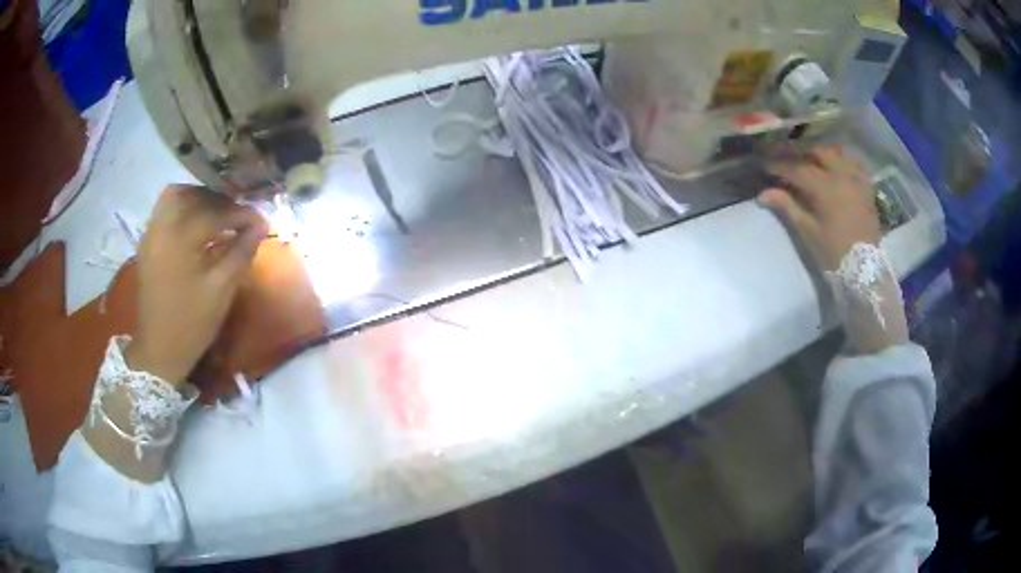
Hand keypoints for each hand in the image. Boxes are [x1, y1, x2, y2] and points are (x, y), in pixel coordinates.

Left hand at [125, 186, 268, 384]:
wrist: (159, 349)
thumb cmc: (192, 323)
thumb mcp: (221, 290)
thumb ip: (241, 253)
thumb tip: (260, 226)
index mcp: (180, 239)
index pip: (215, 213)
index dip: (241, 214)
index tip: (260, 221)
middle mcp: (162, 228)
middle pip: (190, 194)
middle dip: (217, 199)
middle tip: (235, 214)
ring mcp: (151, 235)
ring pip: (174, 198)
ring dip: (198, 199)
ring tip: (216, 215)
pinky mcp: (147, 244)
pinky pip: (164, 212)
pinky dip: (183, 210)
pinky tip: (196, 227)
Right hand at [761, 146, 908, 353]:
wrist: (865, 270)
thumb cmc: (835, 254)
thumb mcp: (809, 232)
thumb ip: (788, 207)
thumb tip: (763, 193)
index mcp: (826, 188)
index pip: (797, 169)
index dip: (780, 166)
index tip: (765, 165)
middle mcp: (842, 176)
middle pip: (818, 152)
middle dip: (801, 153)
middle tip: (787, 159)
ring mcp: (857, 180)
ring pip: (838, 153)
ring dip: (822, 153)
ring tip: (811, 159)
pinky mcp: (867, 187)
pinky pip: (856, 163)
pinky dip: (844, 160)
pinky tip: (837, 165)